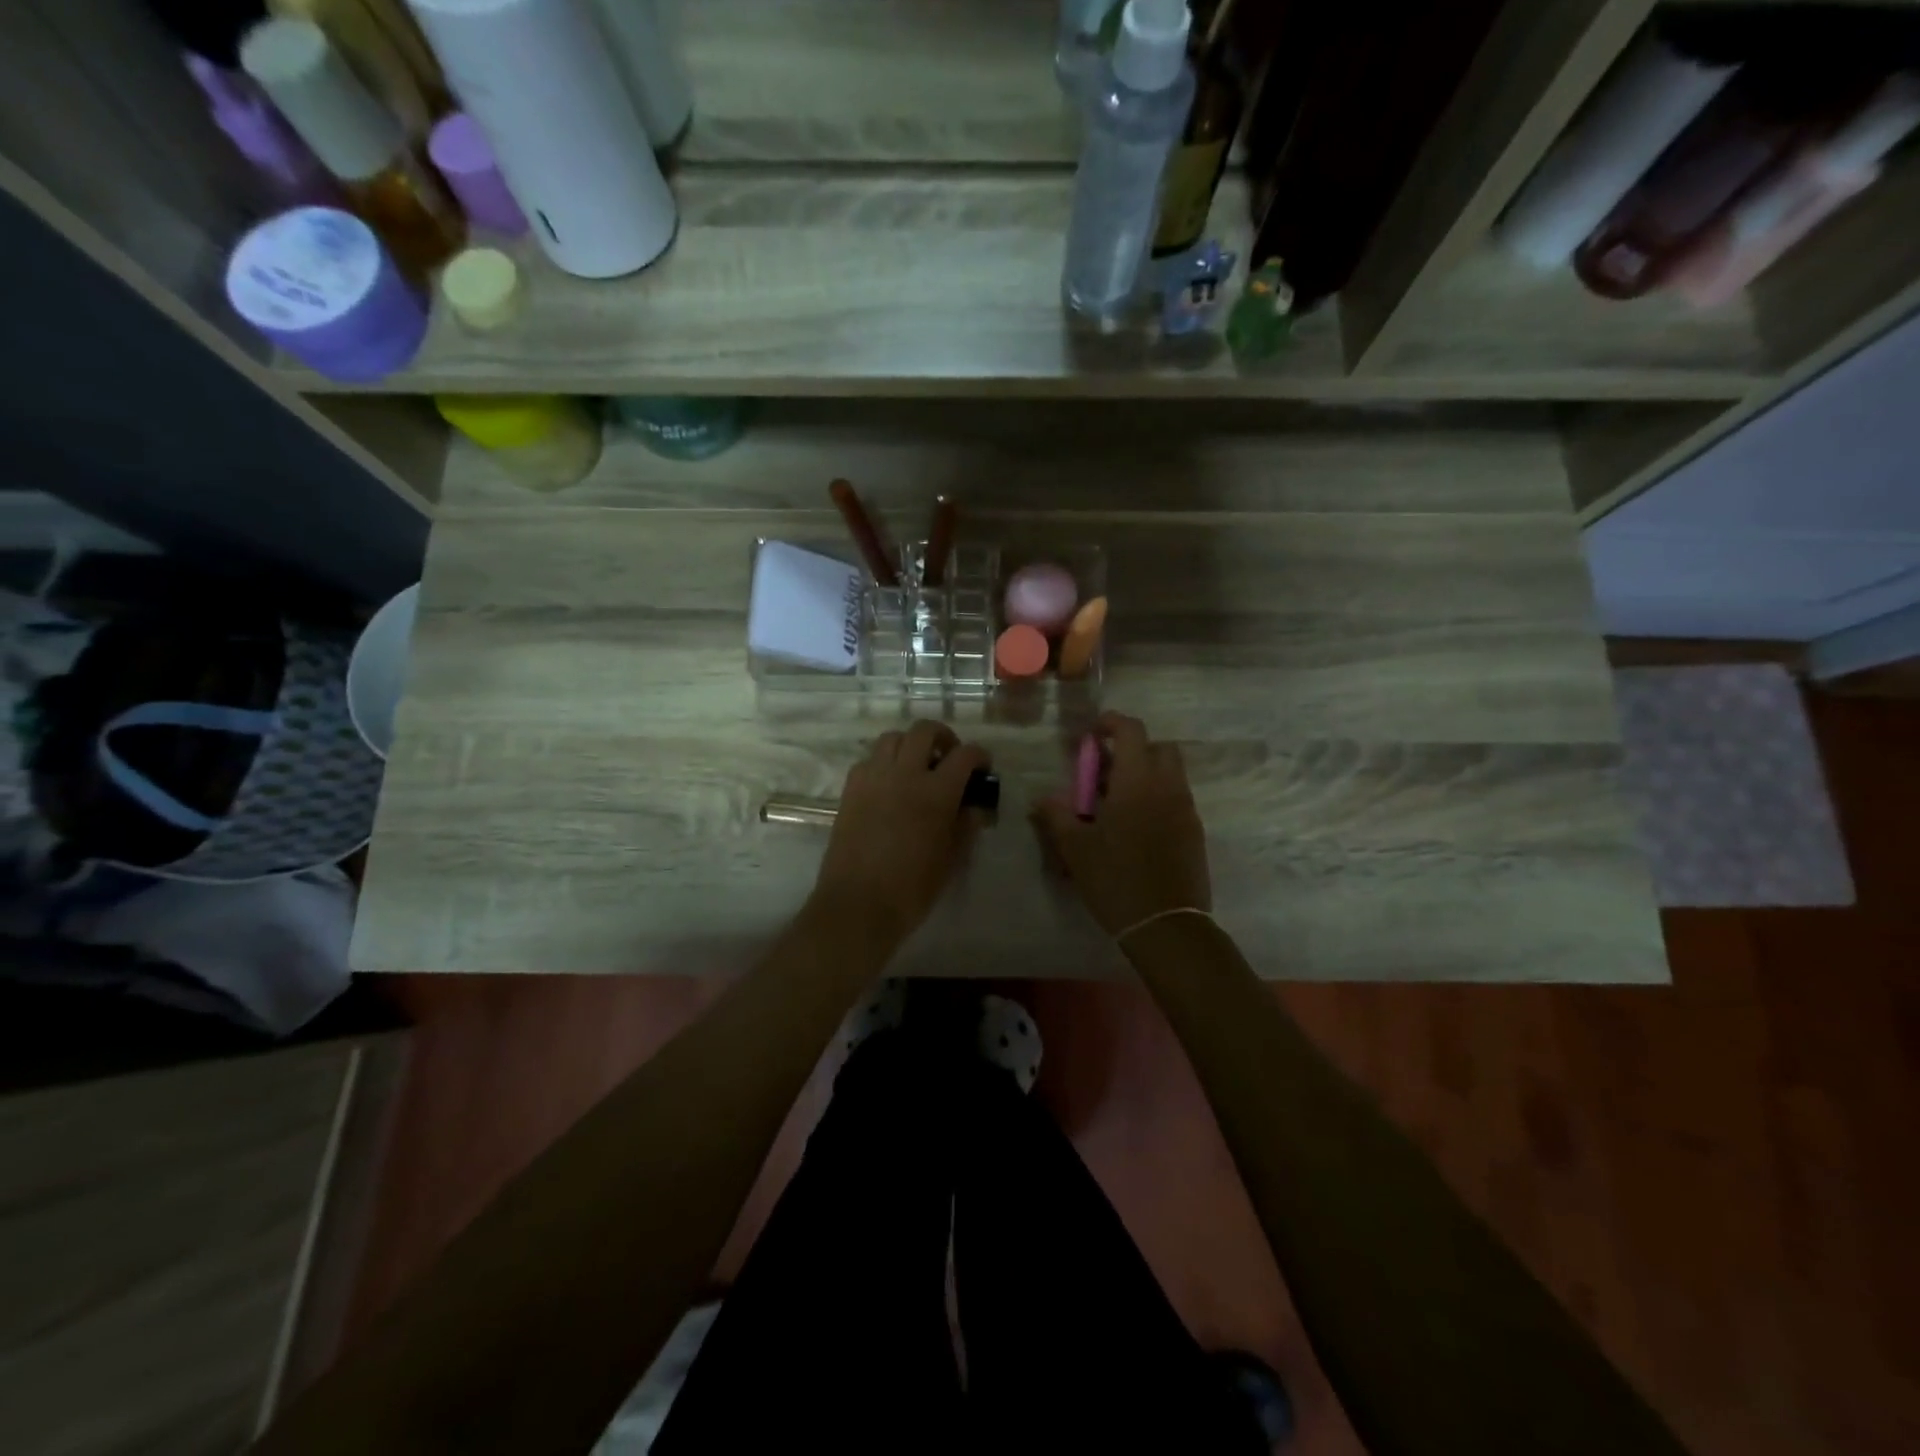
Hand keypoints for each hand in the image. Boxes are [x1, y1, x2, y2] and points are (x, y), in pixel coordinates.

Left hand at [811, 720, 990, 953]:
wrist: (858, 904)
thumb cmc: (912, 887)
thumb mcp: (951, 858)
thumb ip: (966, 825)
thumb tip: (973, 806)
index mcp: (936, 791)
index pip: (965, 754)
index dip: (979, 756)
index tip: (982, 768)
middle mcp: (904, 773)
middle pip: (924, 730)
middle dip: (943, 737)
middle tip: (949, 757)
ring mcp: (873, 777)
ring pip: (892, 738)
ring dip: (910, 744)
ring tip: (916, 766)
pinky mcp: (850, 789)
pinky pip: (869, 759)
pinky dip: (884, 762)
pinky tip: (889, 784)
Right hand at [1032, 712, 1210, 937]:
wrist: (1166, 924)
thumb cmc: (1115, 879)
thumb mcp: (1075, 848)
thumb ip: (1056, 815)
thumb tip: (1042, 798)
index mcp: (1137, 782)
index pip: (1132, 731)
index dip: (1111, 723)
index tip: (1092, 734)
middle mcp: (1168, 787)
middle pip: (1159, 747)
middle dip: (1133, 749)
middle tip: (1105, 771)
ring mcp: (1186, 809)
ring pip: (1170, 774)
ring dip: (1145, 774)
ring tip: (1116, 803)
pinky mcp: (1194, 832)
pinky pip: (1176, 799)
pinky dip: (1156, 798)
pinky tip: (1135, 827)